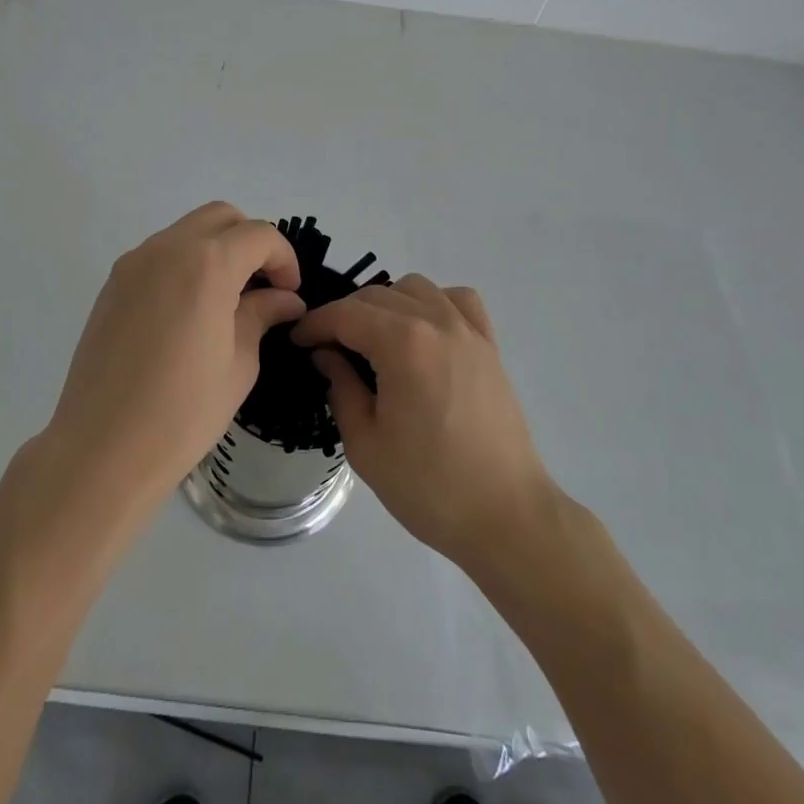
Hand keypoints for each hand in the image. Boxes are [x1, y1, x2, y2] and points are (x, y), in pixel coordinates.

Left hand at [44, 203, 303, 514]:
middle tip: (262, 287)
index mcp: (207, 264)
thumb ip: (262, 315)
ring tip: (226, 300)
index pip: (259, 235)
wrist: (101, 449)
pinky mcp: (113, 282)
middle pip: (222, 217)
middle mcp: (168, 248)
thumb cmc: (182, 413)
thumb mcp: (239, 364)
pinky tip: (189, 311)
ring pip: (188, 230)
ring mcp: (135, 262)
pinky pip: (160, 253)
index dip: (284, 259)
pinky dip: (185, 263)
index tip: (289, 294)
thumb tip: (285, 298)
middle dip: (251, 242)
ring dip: (216, 250)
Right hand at [293, 276, 551, 573]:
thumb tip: (327, 355)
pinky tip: (425, 330)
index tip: (297, 341)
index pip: (345, 314)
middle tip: (327, 348)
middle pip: (377, 295)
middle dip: (345, 315)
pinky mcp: (489, 344)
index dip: (315, 324)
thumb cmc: (429, 487)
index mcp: (402, 343)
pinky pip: (458, 299)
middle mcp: (435, 321)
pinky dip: (434, 302)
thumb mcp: (365, 444)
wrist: (506, 516)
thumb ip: (341, 388)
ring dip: (387, 303)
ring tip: (374, 339)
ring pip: (415, 287)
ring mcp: (467, 329)